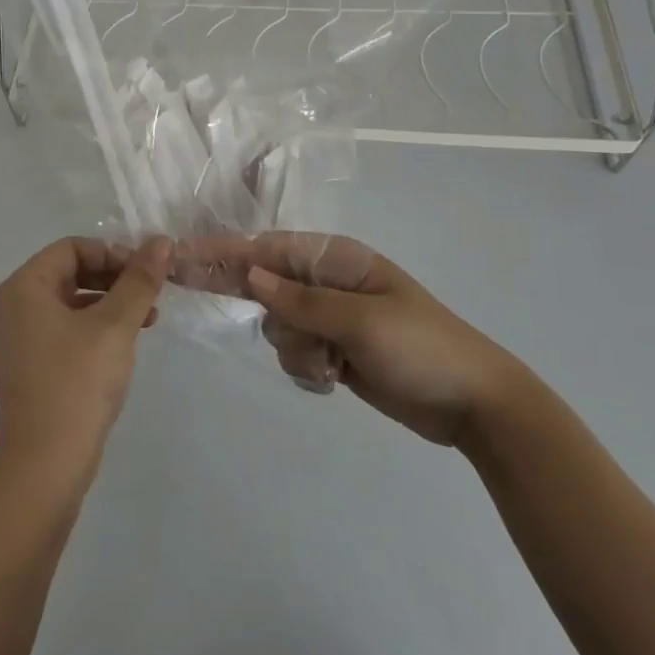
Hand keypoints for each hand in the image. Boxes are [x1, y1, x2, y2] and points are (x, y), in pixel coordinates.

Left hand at [0, 237, 171, 489]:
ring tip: (148, 319)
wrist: (45, 466)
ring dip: (110, 304)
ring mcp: (20, 338)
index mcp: (24, 287)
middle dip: (114, 279)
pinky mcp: (32, 365)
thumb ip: (139, 281)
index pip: (72, 248)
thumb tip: (161, 241)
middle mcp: (15, 305)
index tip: (146, 272)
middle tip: (151, 294)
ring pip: (72, 302)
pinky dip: (96, 328)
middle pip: (71, 272)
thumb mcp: (115, 326)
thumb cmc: (77, 383)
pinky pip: (66, 329)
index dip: (112, 253)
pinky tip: (126, 344)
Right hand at [210, 233, 525, 446]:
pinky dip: (308, 369)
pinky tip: (337, 379)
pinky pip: (295, 353)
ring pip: (278, 326)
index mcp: (336, 260)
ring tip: (334, 364)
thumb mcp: (360, 321)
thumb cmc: (422, 348)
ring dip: (296, 348)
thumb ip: (301, 300)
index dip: (220, 252)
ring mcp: (330, 318)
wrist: (476, 405)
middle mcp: (327, 282)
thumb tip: (251, 275)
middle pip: (264, 284)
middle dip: (247, 297)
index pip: (266, 249)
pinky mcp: (334, 350)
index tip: (178, 254)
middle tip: (182, 285)